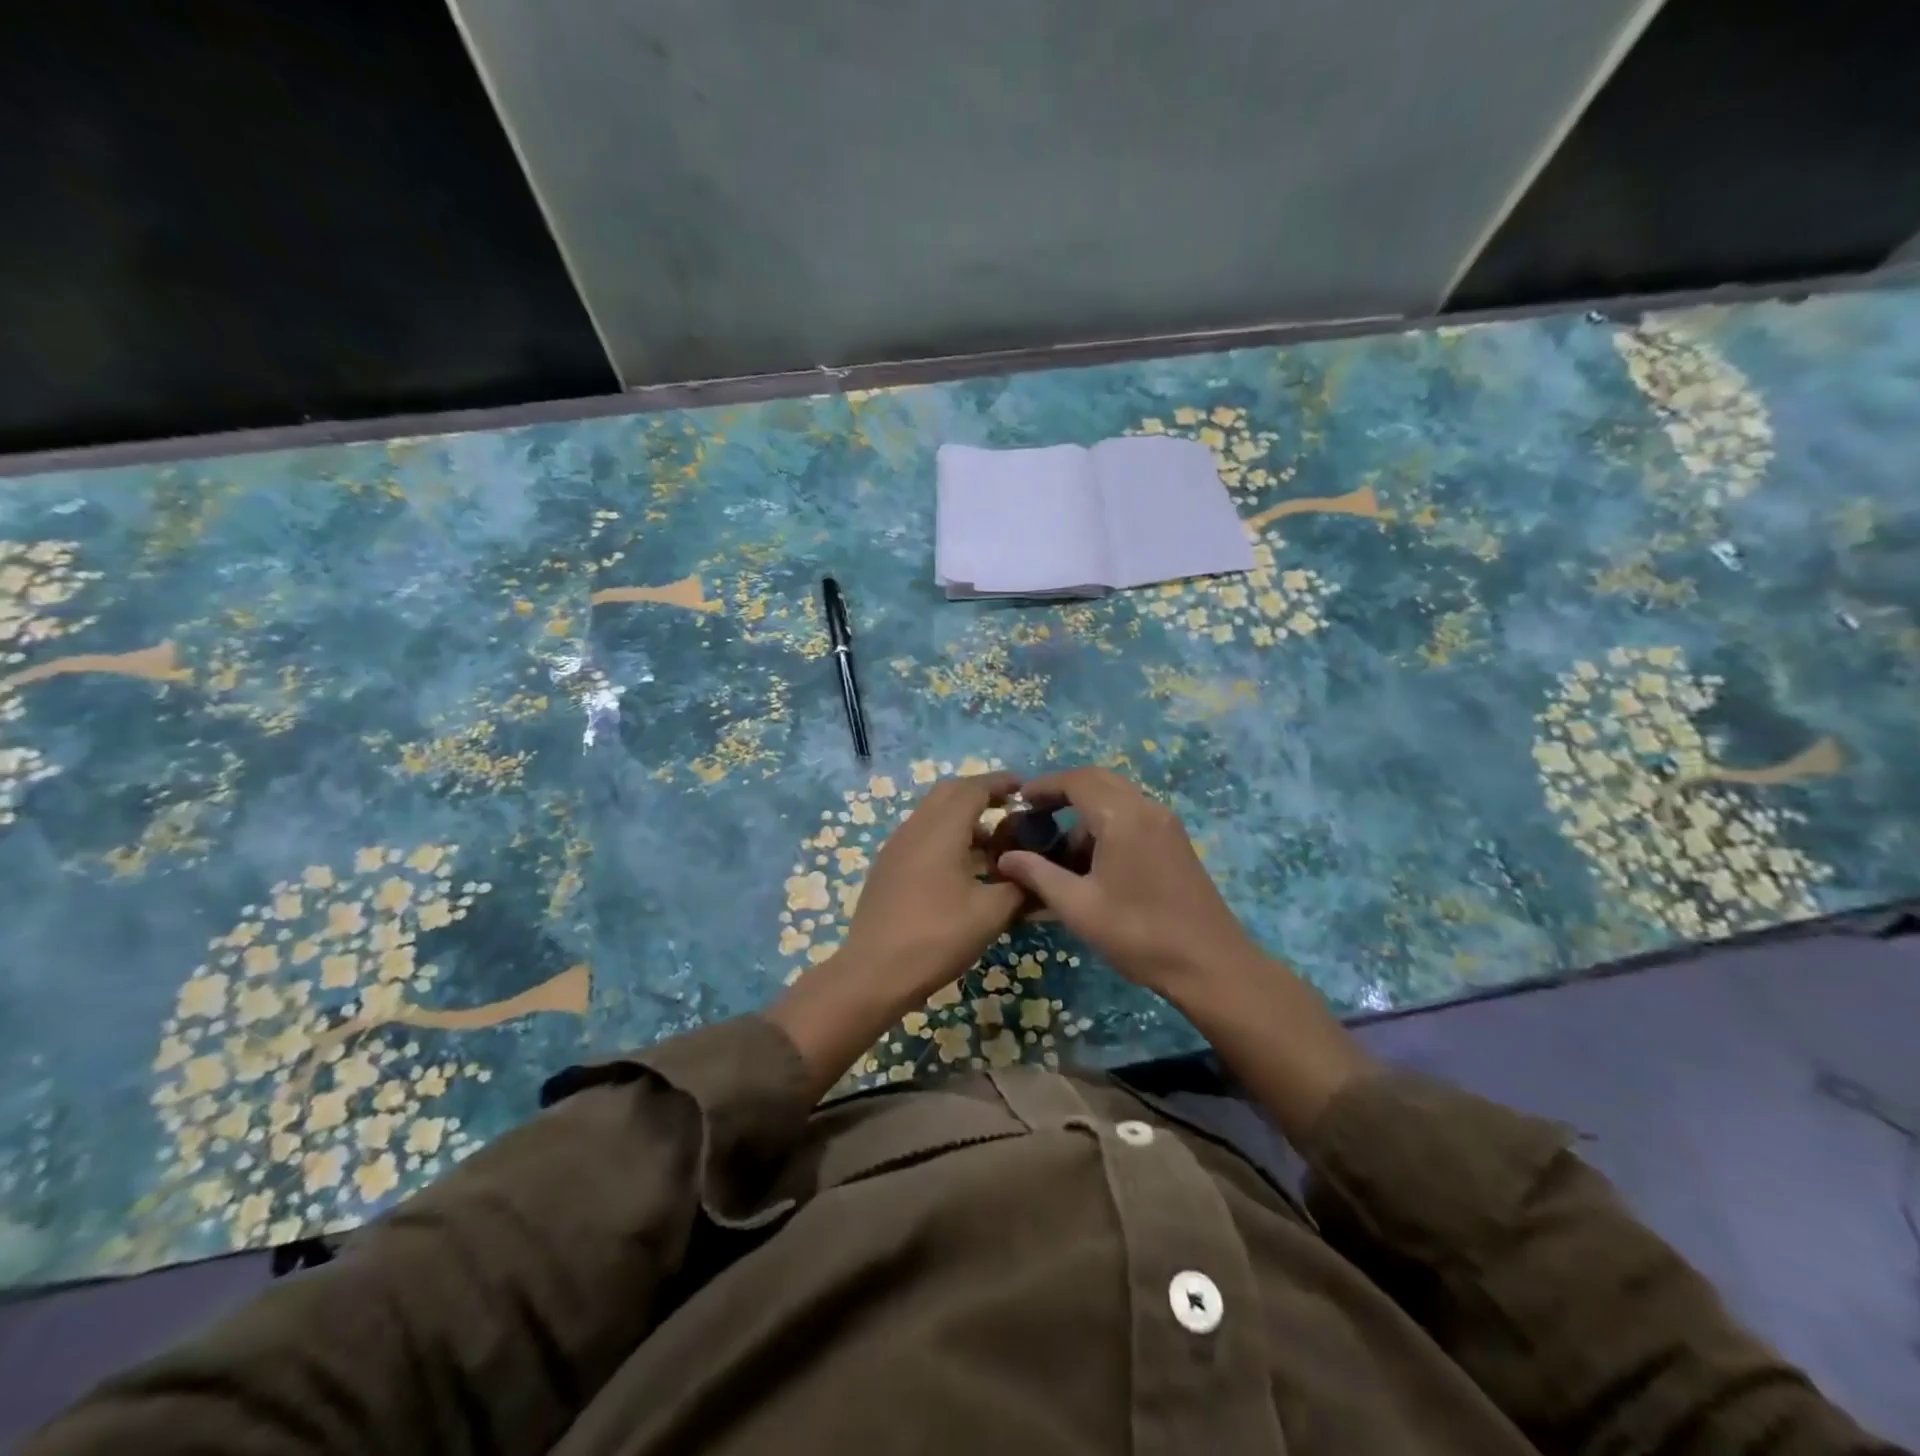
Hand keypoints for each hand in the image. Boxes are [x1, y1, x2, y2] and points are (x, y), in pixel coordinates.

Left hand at [769, 772, 1024, 1098]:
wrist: (874, 972)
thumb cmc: (937, 937)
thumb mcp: (990, 914)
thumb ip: (1019, 887)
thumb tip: (1037, 875)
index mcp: (941, 830)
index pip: (972, 789)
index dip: (999, 783)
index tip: (1024, 787)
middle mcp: (915, 828)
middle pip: (948, 794)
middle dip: (979, 794)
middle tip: (1008, 808)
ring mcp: (896, 847)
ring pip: (932, 815)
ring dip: (962, 818)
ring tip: (992, 843)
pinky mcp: (887, 867)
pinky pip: (921, 835)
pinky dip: (945, 836)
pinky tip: (962, 866)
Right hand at [995, 766, 1258, 994]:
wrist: (1210, 965)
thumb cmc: (1139, 934)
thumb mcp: (1078, 907)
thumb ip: (1038, 875)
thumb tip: (1005, 858)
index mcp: (1123, 817)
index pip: (1076, 780)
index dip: (1043, 786)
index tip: (1018, 801)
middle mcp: (1147, 809)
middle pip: (1098, 780)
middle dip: (1063, 793)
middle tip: (1034, 816)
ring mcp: (1166, 824)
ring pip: (1117, 799)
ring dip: (1085, 814)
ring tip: (1061, 853)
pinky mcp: (1175, 842)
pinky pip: (1133, 816)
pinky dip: (1107, 825)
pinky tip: (1093, 864)